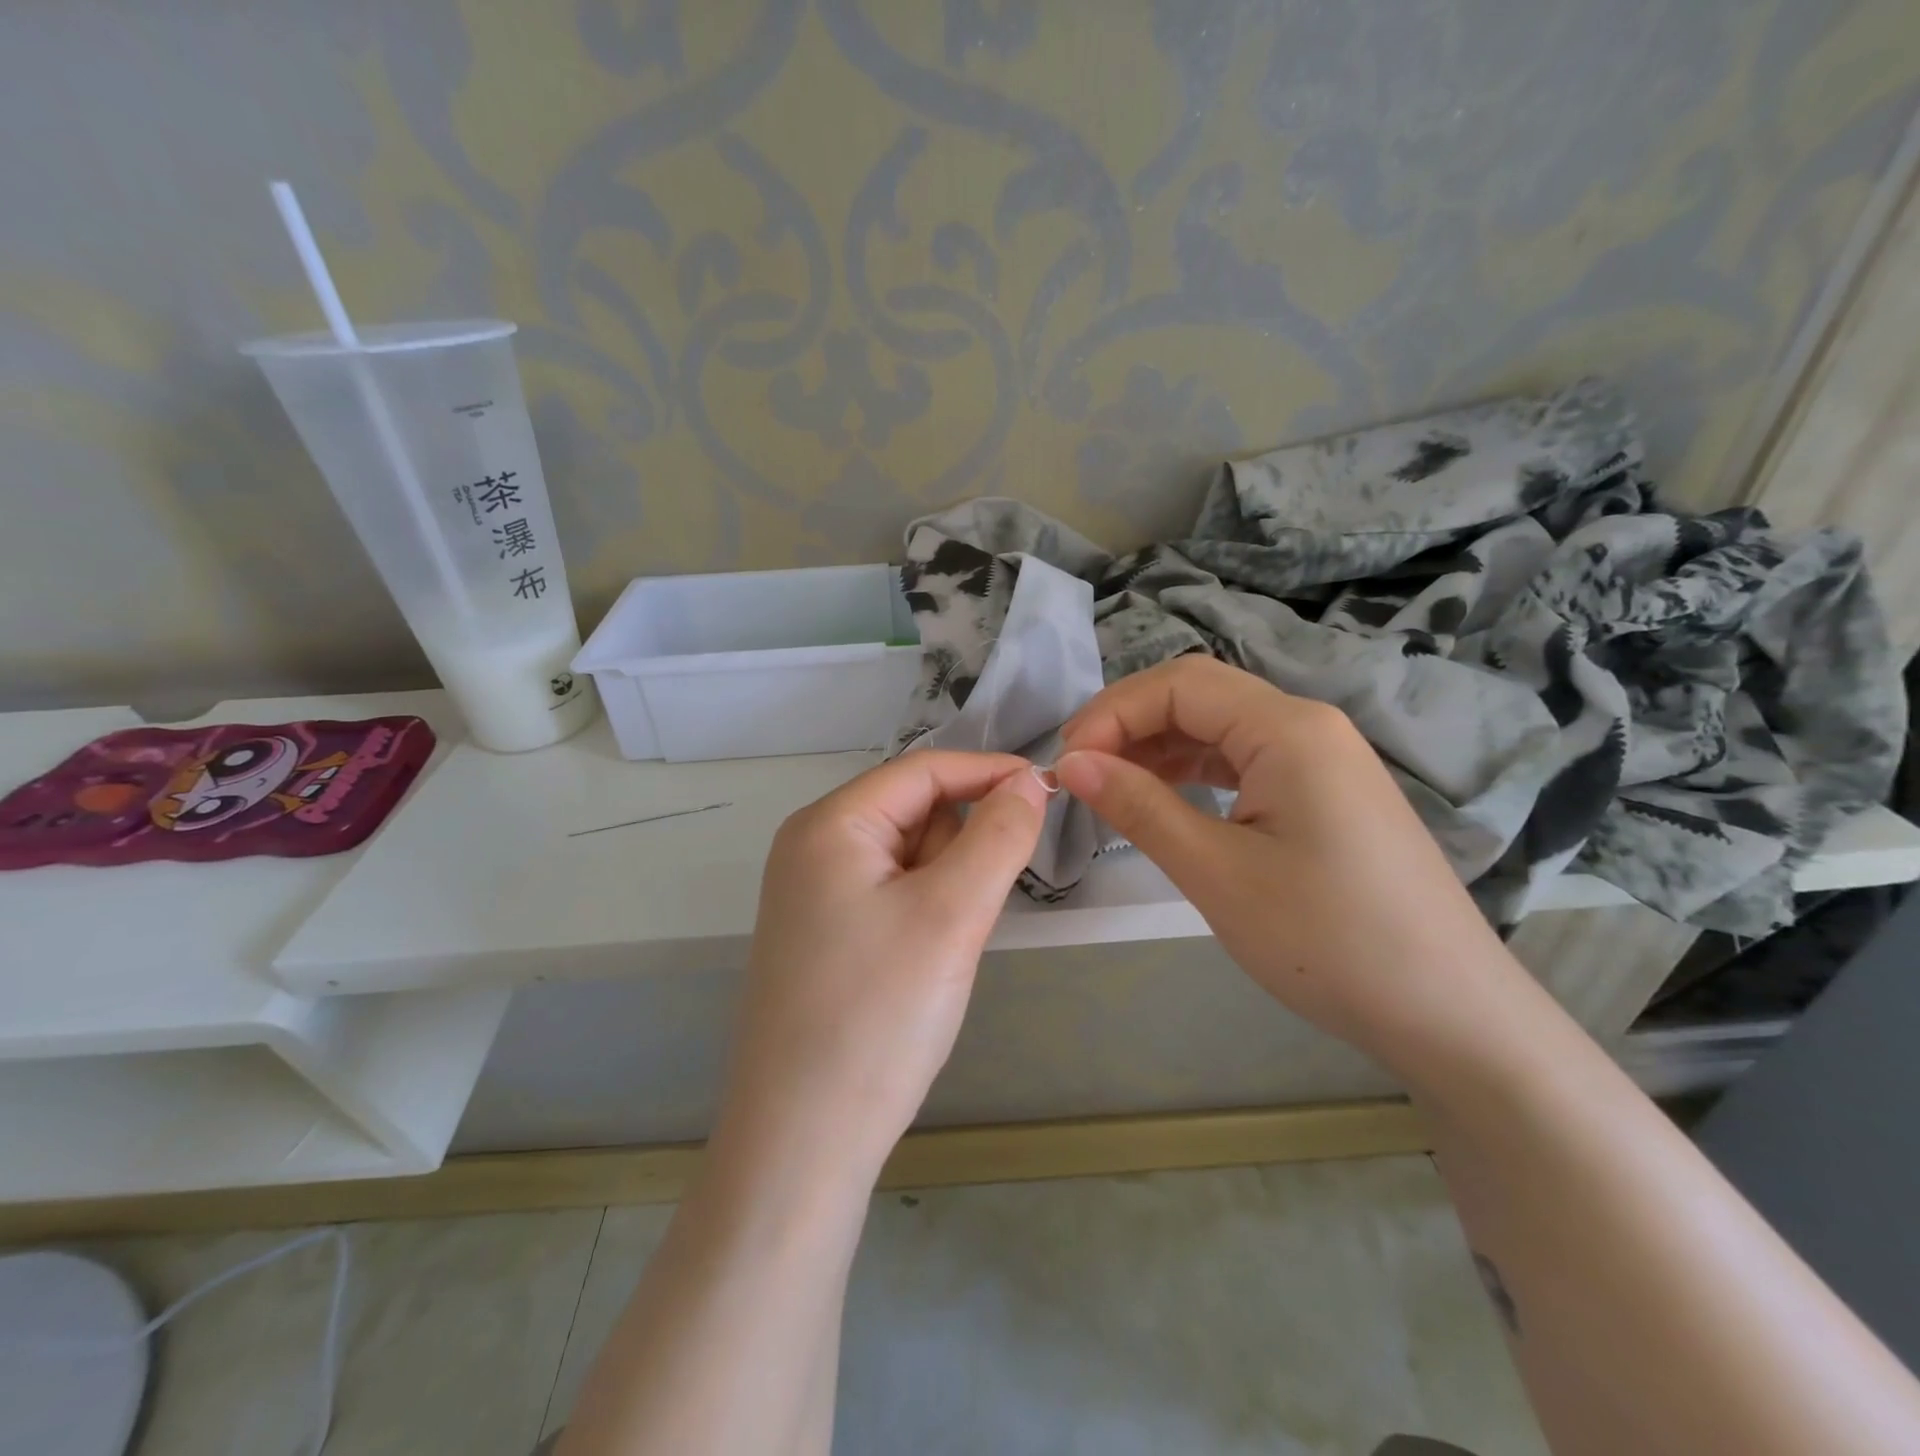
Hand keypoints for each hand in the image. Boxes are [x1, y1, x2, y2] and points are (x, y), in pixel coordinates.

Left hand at [717, 751, 1048, 1180]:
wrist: (801, 1144)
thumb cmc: (877, 1017)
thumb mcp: (951, 915)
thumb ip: (998, 836)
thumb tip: (1030, 780)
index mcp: (829, 824)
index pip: (924, 770)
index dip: (989, 773)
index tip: (1052, 793)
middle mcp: (813, 847)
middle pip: (915, 811)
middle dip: (961, 847)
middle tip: (971, 914)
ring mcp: (814, 895)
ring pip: (909, 857)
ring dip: (946, 886)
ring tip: (943, 950)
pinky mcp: (825, 936)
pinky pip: (894, 896)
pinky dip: (926, 914)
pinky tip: (923, 965)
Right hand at [1055, 657, 1523, 1078]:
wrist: (1450, 1015)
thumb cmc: (1328, 940)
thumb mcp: (1216, 872)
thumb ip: (1139, 806)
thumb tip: (1071, 763)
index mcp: (1289, 728)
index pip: (1179, 685)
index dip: (1111, 712)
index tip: (1066, 764)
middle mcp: (1309, 726)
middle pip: (1199, 697)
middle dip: (1130, 725)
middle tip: (1079, 775)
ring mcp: (1323, 759)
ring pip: (1220, 728)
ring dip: (1159, 748)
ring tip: (1110, 788)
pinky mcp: (1326, 794)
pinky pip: (1246, 761)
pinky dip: (1195, 772)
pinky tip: (1165, 800)